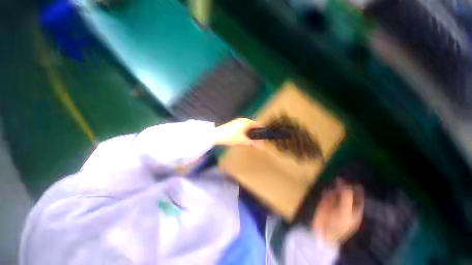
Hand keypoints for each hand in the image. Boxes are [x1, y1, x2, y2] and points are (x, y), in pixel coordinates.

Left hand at [214, 118, 259, 145]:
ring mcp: (237, 121)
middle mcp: (243, 120)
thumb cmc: (231, 137)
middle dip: (254, 134)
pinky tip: (242, 138)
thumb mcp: (243, 140)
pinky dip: (244, 132)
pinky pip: (242, 127)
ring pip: (247, 127)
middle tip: (256, 141)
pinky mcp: (233, 124)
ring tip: (249, 141)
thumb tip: (262, 146)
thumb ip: (253, 143)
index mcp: (246, 121)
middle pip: (252, 126)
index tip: (262, 139)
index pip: (257, 125)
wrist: (217, 135)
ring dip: (249, 133)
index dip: (260, 132)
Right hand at [311, 179, 363, 246]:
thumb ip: (346, 199)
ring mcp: (335, 206)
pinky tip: (326, 193)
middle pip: (346, 195)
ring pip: (336, 195)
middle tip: (339, 180)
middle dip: (343, 188)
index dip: (358, 192)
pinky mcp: (326, 204)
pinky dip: (327, 194)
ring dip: (334, 191)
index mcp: (354, 212)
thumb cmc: (338, 225)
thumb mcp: (344, 212)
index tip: (357, 184)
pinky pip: (327, 196)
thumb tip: (347, 187)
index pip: (358, 200)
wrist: (324, 232)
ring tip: (332, 191)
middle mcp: (345, 208)